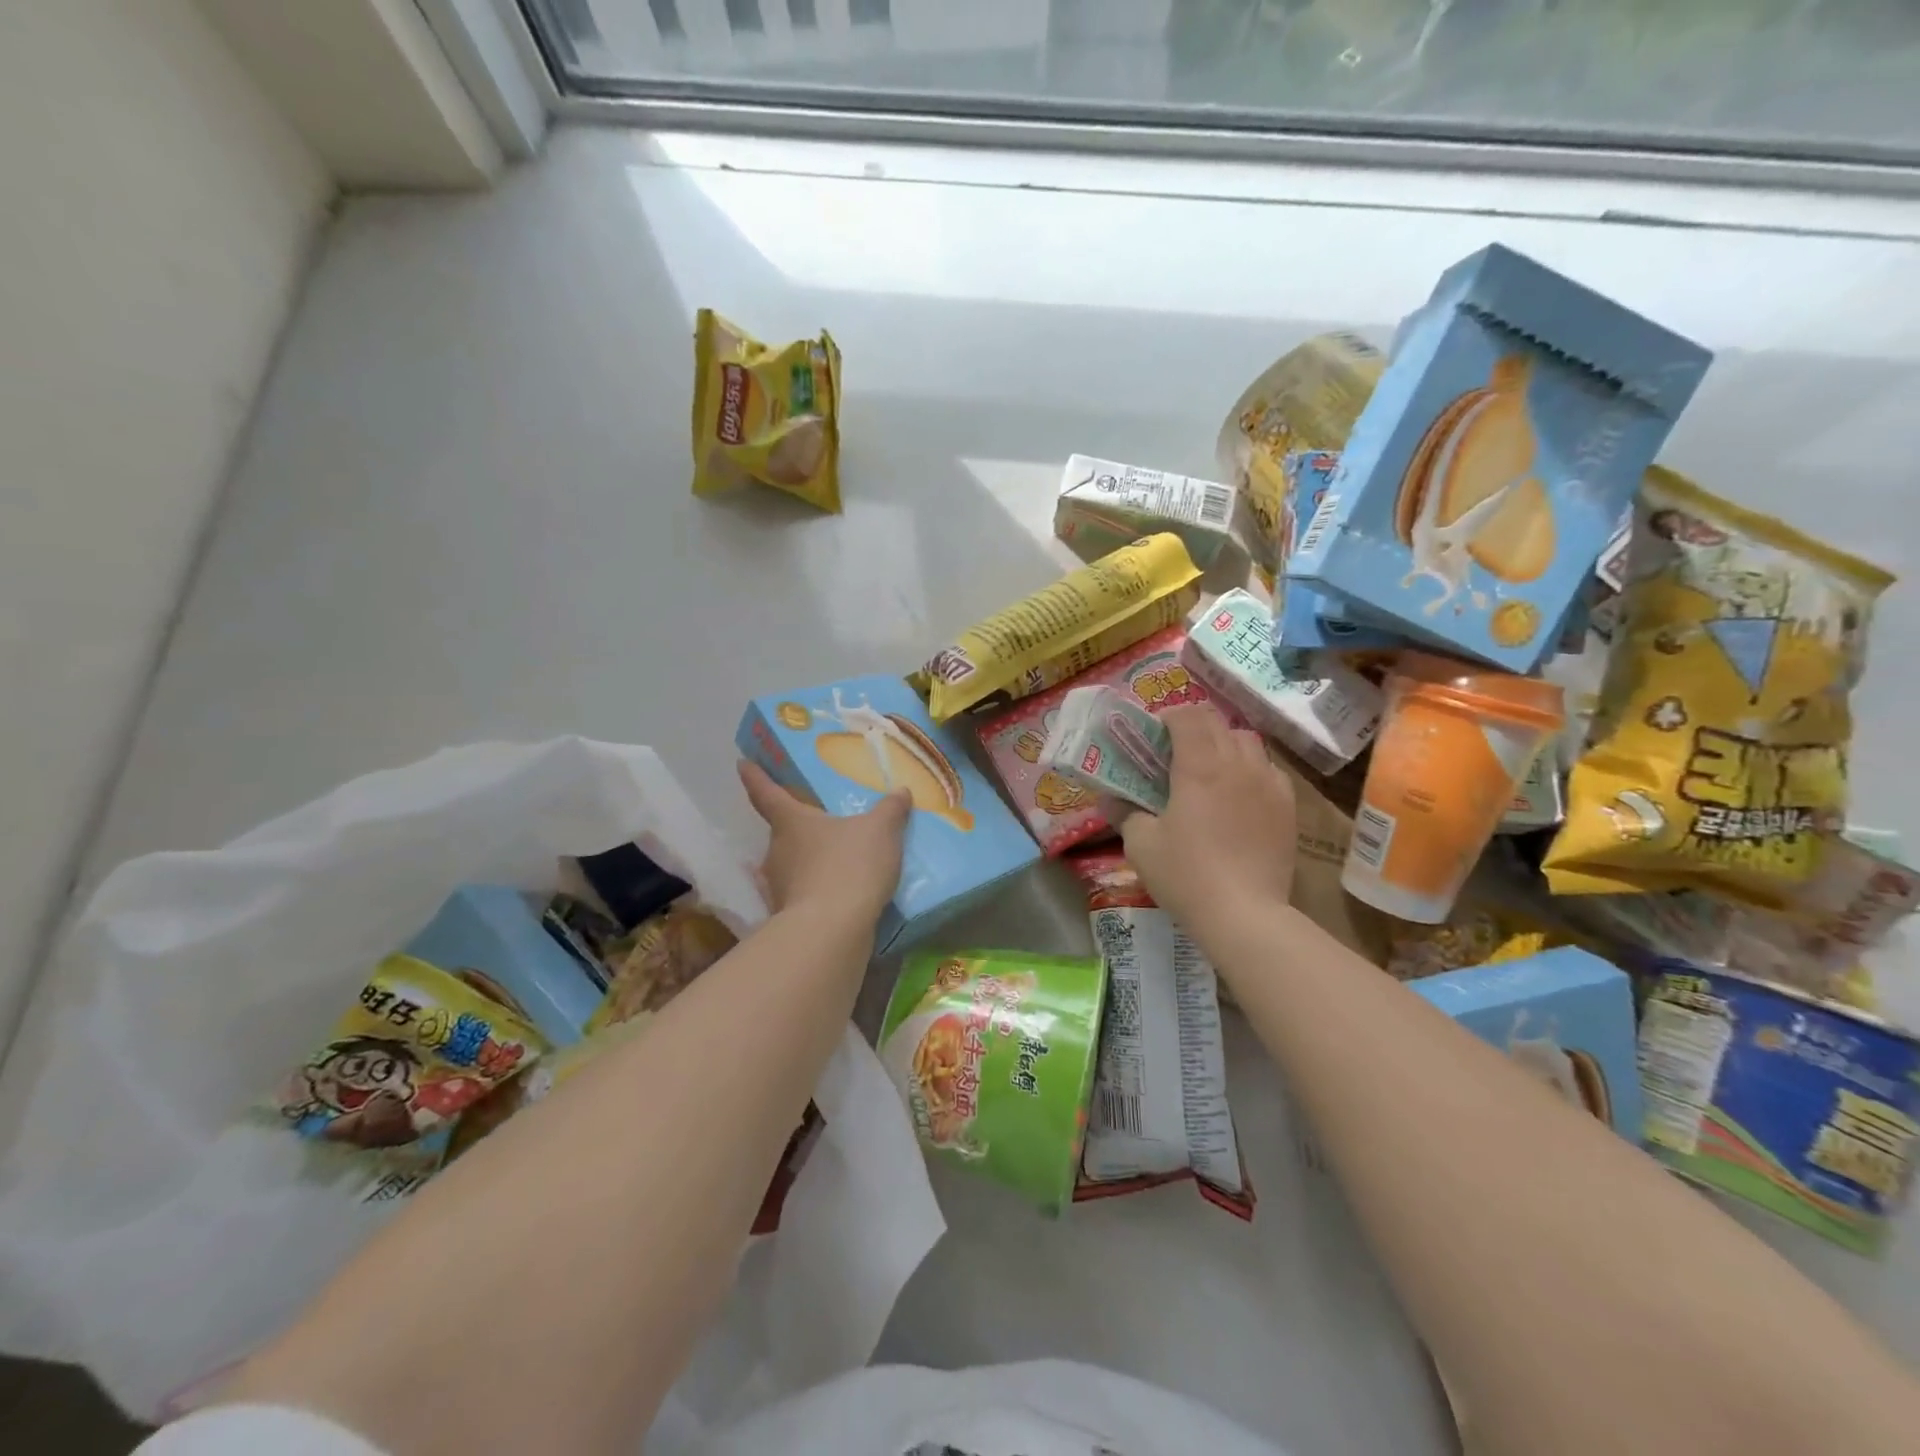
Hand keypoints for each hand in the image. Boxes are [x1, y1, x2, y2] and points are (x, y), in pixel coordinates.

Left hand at [737, 760, 909, 924]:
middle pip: (782, 831)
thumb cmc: (850, 866)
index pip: (766, 792)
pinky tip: (839, 892)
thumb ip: (890, 810)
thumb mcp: (880, 831)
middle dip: (798, 827)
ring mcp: (779, 886)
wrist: (833, 931)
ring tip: (837, 859)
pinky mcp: (788, 916)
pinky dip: (817, 890)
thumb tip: (901, 791)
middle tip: (820, 820)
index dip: (755, 776)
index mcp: (791, 821)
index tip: (742, 764)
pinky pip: (804, 893)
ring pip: (792, 864)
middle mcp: (776, 851)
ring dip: (809, 861)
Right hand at [1115, 703, 1297, 935]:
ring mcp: (1268, 783)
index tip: (1154, 732)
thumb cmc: (1186, 875)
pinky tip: (1238, 793)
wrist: (1245, 914)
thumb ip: (1124, 812)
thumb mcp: (1141, 845)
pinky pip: (1269, 769)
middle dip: (1194, 726)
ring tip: (1208, 768)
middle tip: (1175, 750)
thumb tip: (1110, 797)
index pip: (1188, 715)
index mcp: (1199, 766)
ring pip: (1248, 741)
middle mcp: (1237, 764)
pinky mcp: (1287, 806)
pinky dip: (1250, 768)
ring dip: (1224, 743)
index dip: (1169, 716)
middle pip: (1218, 722)